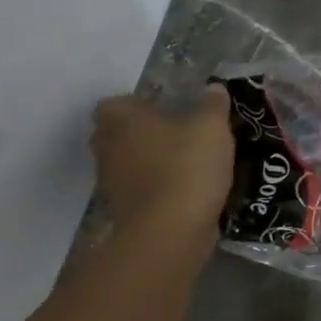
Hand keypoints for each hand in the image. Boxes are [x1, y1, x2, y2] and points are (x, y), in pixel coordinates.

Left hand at [91, 88, 234, 250]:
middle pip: (118, 133)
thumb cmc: (186, 166)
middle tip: (177, 129)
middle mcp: (107, 148)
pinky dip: (157, 185)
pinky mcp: (124, 211)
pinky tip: (187, 186)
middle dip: (142, 131)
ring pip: (129, 162)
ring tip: (187, 158)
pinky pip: (140, 188)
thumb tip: (213, 88)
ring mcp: (112, 182)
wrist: (169, 232)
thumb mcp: (212, 127)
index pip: (116, 103)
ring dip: (150, 160)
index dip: (137, 103)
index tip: (165, 107)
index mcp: (122, 120)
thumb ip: (213, 104)